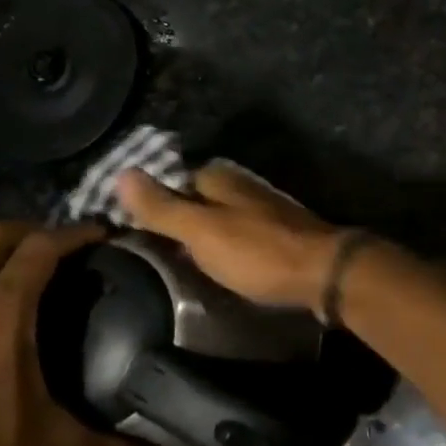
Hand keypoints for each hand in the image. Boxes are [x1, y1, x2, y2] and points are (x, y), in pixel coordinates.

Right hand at [116, 162, 342, 311]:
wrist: (324, 273)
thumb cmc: (258, 252)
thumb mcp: (201, 231)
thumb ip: (163, 207)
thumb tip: (122, 172)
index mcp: (222, 177)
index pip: (175, 179)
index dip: (154, 201)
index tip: (130, 226)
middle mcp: (243, 185)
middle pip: (199, 197)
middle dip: (178, 217)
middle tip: (151, 250)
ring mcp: (265, 208)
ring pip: (221, 216)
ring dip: (202, 234)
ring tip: (178, 263)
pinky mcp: (280, 232)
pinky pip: (240, 234)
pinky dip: (225, 246)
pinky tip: (219, 266)